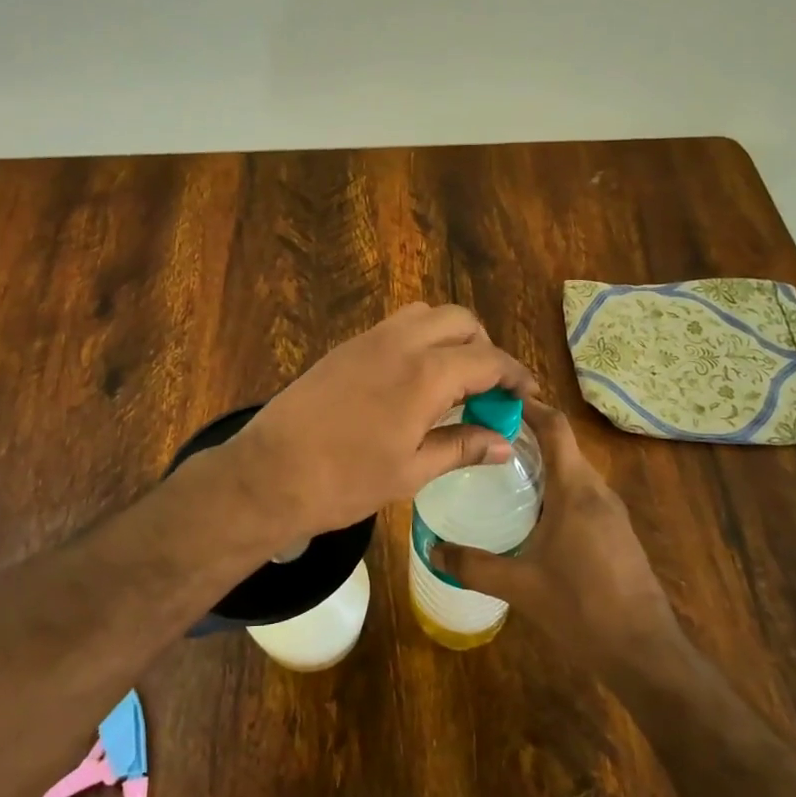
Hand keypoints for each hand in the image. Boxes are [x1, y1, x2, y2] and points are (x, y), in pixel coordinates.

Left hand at [223, 304, 536, 549]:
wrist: (269, 473)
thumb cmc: (345, 481)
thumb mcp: (411, 471)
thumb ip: (462, 447)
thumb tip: (504, 443)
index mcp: (425, 374)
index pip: (488, 360)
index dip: (514, 376)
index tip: (526, 395)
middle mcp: (401, 343)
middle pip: (460, 321)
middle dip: (484, 347)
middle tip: (486, 389)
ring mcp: (369, 339)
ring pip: (425, 315)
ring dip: (449, 337)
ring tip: (451, 380)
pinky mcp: (345, 347)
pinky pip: (395, 326)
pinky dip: (418, 340)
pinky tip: (412, 381)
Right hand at [432, 402, 683, 667]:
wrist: (645, 652)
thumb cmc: (582, 608)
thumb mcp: (520, 586)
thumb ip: (474, 566)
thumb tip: (432, 550)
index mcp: (576, 490)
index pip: (555, 428)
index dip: (529, 406)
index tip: (497, 399)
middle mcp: (598, 492)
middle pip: (563, 447)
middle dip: (528, 436)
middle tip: (485, 438)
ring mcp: (612, 513)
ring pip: (574, 472)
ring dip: (543, 465)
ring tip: (501, 472)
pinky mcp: (617, 534)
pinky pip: (583, 496)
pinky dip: (556, 490)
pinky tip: (532, 515)